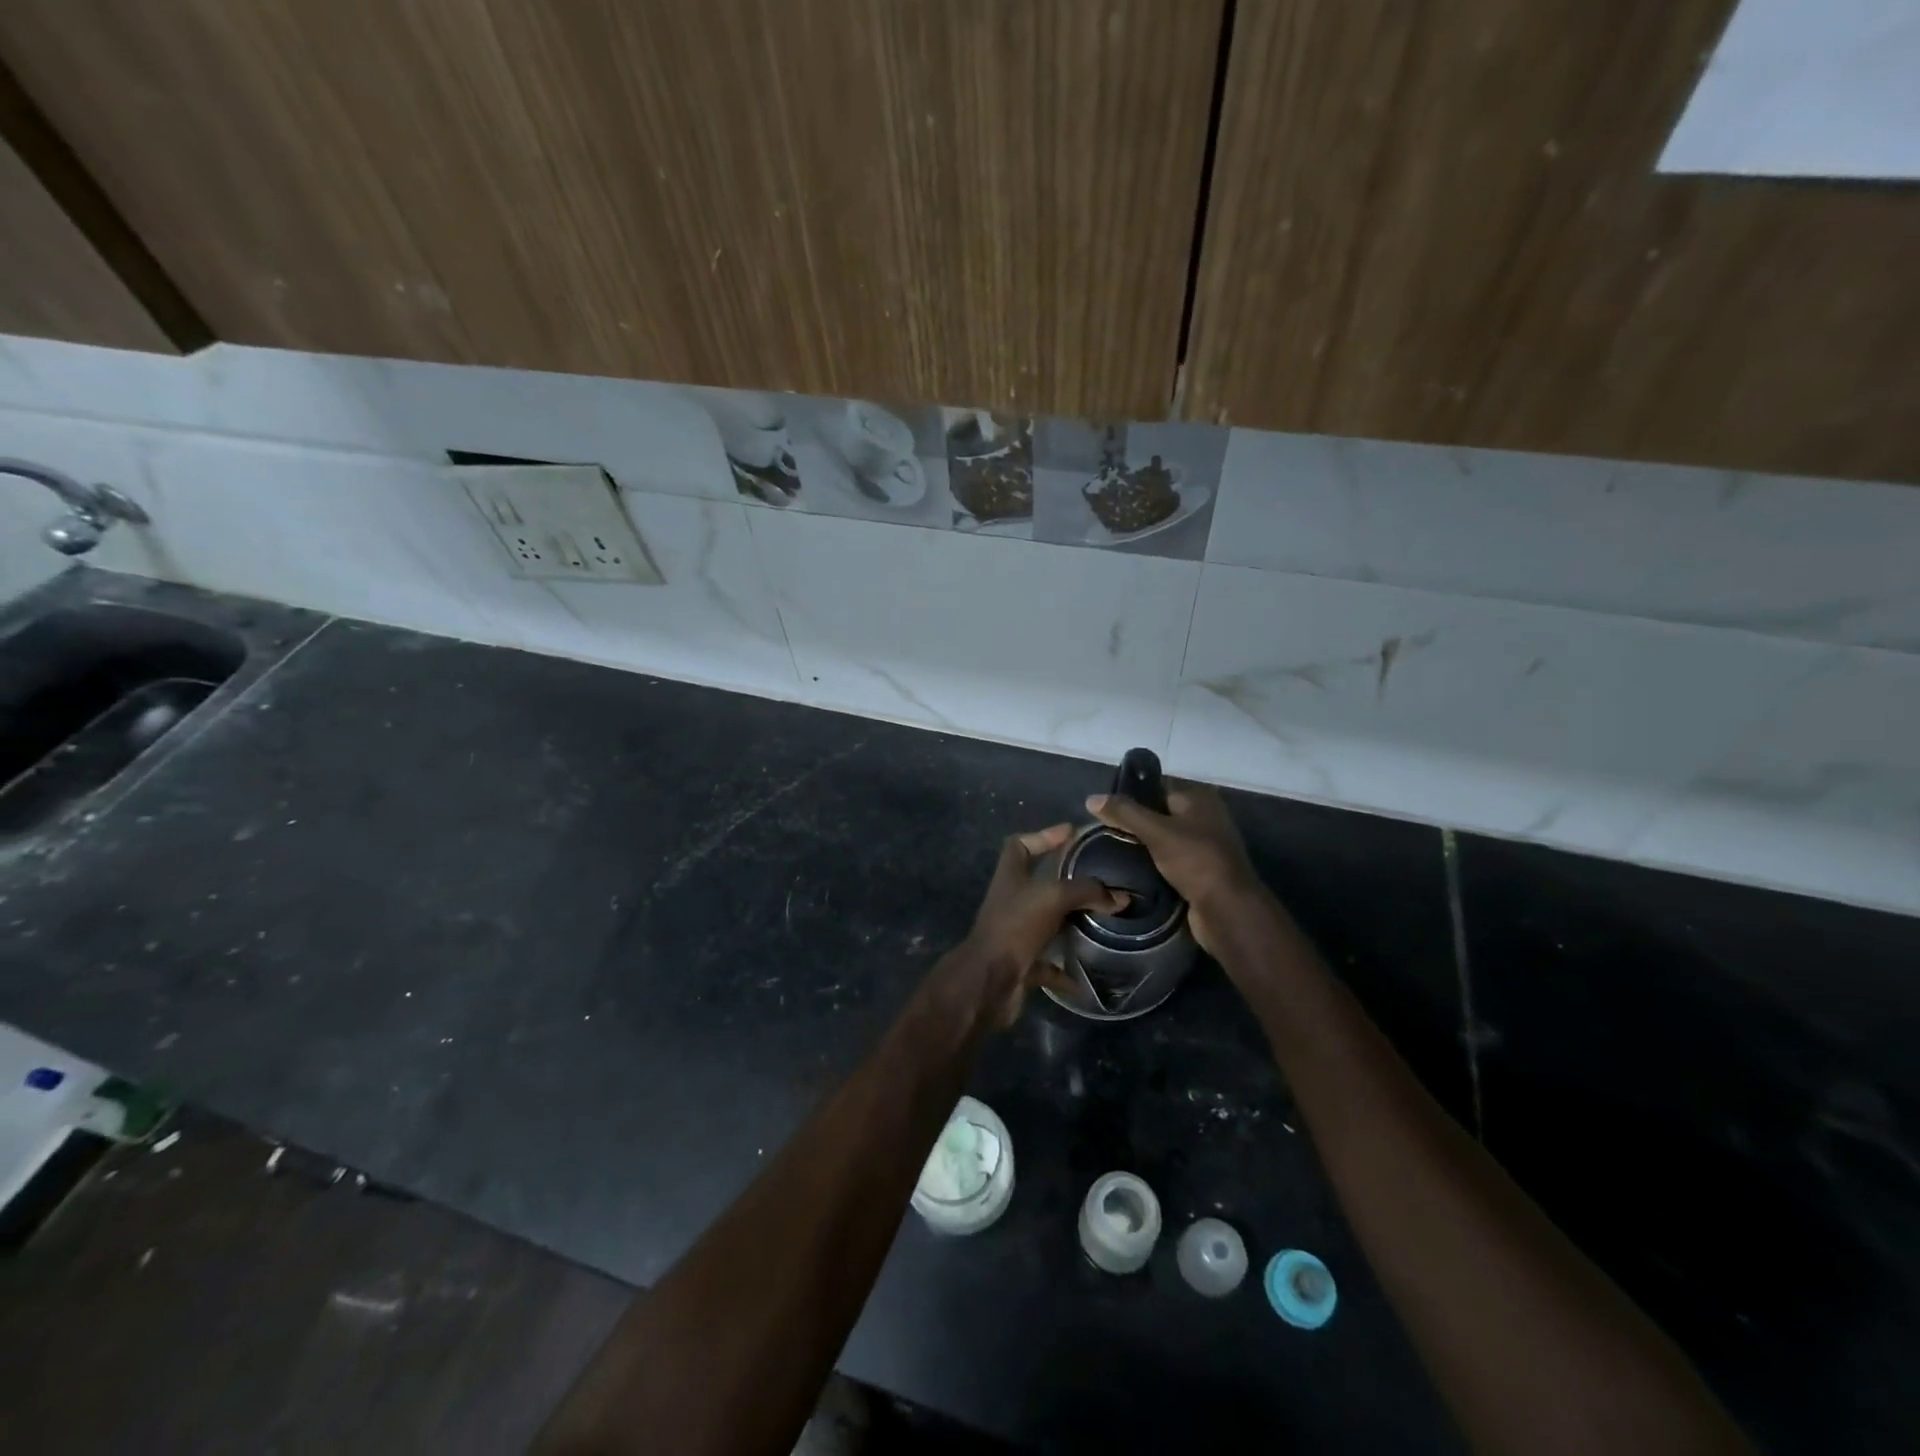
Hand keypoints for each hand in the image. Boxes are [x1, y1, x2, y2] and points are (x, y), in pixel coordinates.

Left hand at [941, 823, 1126, 1031]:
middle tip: (1100, 880)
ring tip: (1102, 920)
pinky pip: (1047, 964)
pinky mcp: (1021, 963)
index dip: (1044, 835)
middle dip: (1066, 882)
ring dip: (1069, 923)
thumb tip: (1121, 897)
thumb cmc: (1015, 926)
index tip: (1072, 833)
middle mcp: (1010, 901)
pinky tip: (1087, 976)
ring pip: (1046, 923)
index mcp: (1010, 876)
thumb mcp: (1053, 897)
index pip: (1020, 844)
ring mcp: (1014, 933)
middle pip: (1038, 884)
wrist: (989, 981)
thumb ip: (1087, 890)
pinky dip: (1065, 970)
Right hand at [1085, 781, 1260, 954]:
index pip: (1158, 788)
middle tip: (1104, 832)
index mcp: (1199, 799)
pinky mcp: (1201, 873)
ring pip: (1164, 840)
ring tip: (1112, 852)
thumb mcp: (1156, 832)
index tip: (1105, 809)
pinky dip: (1154, 866)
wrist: (1227, 910)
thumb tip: (1091, 798)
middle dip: (1135, 824)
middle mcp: (1205, 818)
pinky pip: (1170, 862)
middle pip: (1160, 815)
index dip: (1132, 796)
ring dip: (1143, 847)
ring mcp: (1205, 847)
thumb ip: (1125, 813)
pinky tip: (1131, 872)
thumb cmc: (1195, 861)